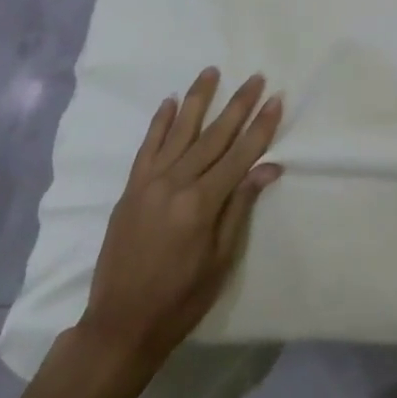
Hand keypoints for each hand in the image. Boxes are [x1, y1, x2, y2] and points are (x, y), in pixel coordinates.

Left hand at [75, 68, 283, 385]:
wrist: (120, 326)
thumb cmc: (180, 300)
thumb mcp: (220, 260)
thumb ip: (240, 207)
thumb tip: (267, 166)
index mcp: (201, 204)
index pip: (240, 155)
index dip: (261, 126)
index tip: (276, 98)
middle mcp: (175, 183)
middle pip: (214, 136)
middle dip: (238, 105)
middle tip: (255, 77)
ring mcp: (149, 183)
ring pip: (180, 132)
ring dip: (198, 100)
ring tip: (212, 71)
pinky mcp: (130, 189)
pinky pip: (147, 147)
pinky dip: (159, 123)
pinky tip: (170, 102)